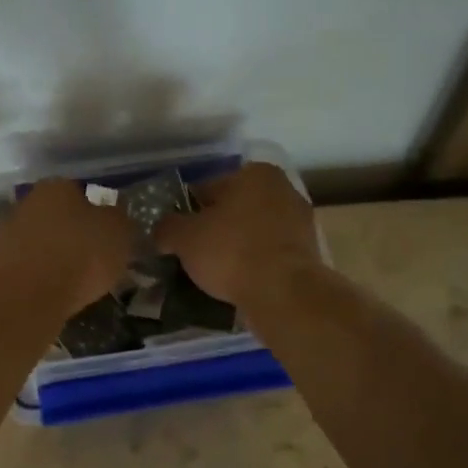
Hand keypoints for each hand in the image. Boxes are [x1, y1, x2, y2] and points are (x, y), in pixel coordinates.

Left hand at [0, 178, 135, 317]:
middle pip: (56, 215)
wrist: (28, 296)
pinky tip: (53, 292)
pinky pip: (27, 265)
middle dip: (72, 232)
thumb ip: (119, 219)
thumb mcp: (119, 233)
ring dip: (53, 254)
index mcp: (57, 186)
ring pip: (39, 240)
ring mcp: (7, 233)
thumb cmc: (80, 255)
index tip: (107, 235)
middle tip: (92, 257)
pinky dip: (39, 275)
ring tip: (74, 280)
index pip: (80, 192)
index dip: (96, 213)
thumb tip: (114, 215)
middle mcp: (27, 202)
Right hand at [154, 162, 319, 307]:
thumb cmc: (231, 252)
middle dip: (214, 227)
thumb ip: (166, 227)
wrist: (284, 293)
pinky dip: (254, 262)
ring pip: (253, 231)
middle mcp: (282, 189)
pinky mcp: (307, 252)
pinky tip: (238, 281)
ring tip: (214, 271)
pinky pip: (269, 253)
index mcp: (254, 174)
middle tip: (193, 253)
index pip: (208, 188)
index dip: (187, 211)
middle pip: (234, 208)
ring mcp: (300, 221)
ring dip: (235, 246)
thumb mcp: (184, 238)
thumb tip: (160, 230)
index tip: (177, 234)